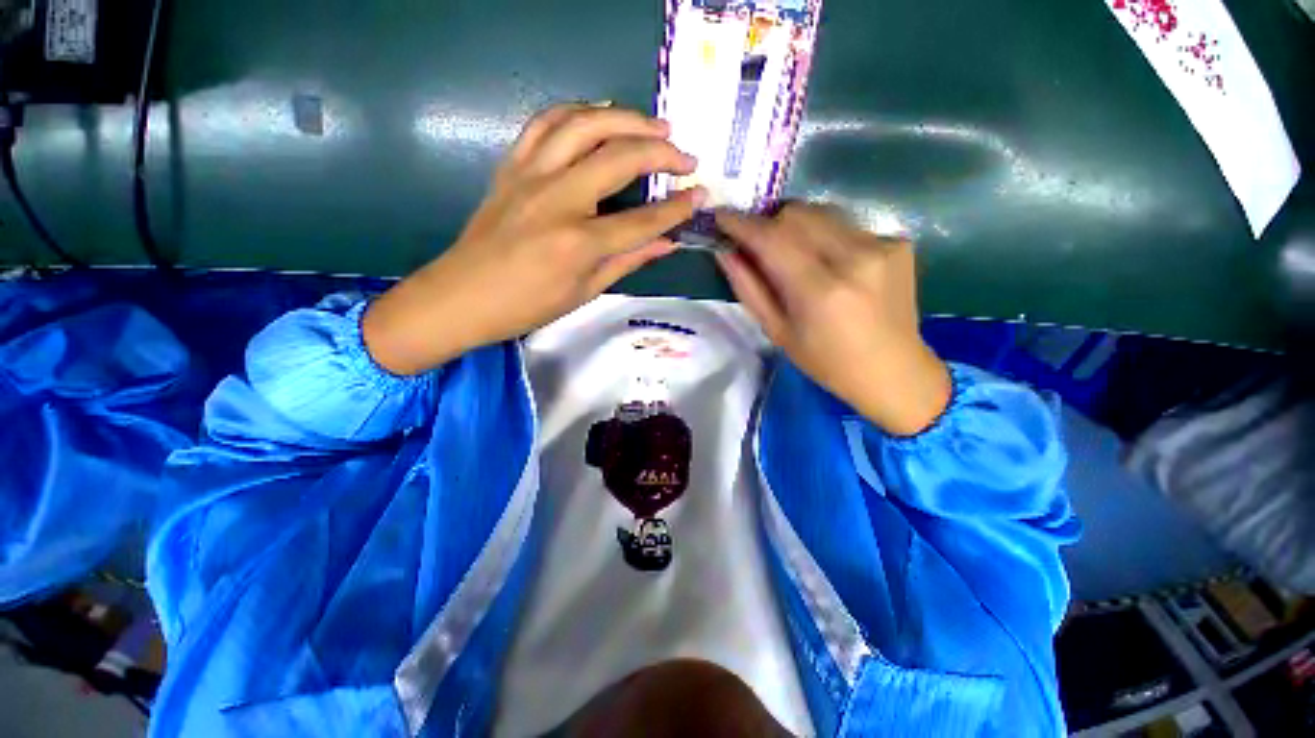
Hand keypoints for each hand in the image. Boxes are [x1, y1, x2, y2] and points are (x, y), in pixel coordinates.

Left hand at [363, 104, 704, 374]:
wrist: (461, 296)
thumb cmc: (526, 306)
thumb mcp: (584, 291)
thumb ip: (628, 260)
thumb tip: (667, 243)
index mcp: (578, 243)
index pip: (642, 220)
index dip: (676, 208)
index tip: (700, 196)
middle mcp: (557, 200)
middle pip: (619, 158)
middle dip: (661, 153)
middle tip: (685, 157)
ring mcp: (530, 176)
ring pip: (584, 124)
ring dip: (624, 118)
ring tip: (653, 126)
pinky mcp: (511, 166)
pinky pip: (546, 123)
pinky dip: (578, 112)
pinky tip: (599, 118)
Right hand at [715, 204, 951, 435]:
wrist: (893, 370)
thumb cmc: (826, 361)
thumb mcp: (778, 332)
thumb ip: (749, 289)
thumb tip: (725, 251)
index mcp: (820, 290)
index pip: (772, 239)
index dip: (741, 224)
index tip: (720, 216)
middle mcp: (854, 258)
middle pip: (797, 213)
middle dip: (769, 222)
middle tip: (758, 242)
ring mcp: (881, 245)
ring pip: (822, 212)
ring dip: (797, 227)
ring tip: (793, 254)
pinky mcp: (897, 242)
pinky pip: (847, 225)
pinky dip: (826, 237)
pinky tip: (832, 265)